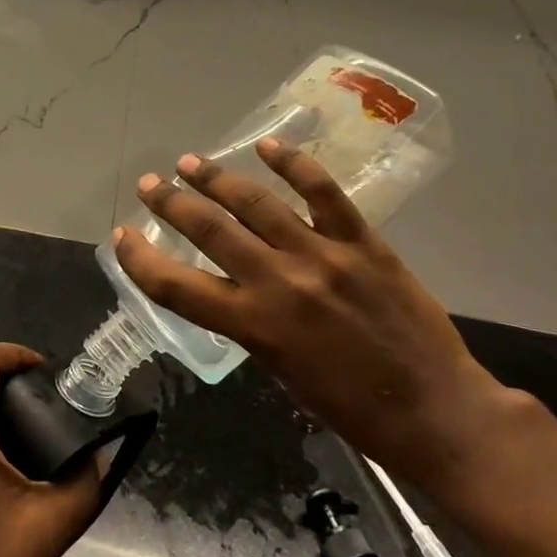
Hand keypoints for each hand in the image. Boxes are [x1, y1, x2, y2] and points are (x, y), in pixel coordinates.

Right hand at [113, 138, 512, 494]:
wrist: (434, 410)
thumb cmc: (353, 409)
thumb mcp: (283, 372)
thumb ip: (254, 325)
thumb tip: (238, 289)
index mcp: (254, 326)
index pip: (176, 286)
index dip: (140, 259)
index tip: (122, 237)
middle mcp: (279, 283)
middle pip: (209, 230)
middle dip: (171, 203)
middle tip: (151, 184)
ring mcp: (322, 256)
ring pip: (256, 203)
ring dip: (216, 179)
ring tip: (191, 162)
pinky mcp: (362, 242)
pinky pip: (322, 192)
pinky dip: (292, 164)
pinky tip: (268, 146)